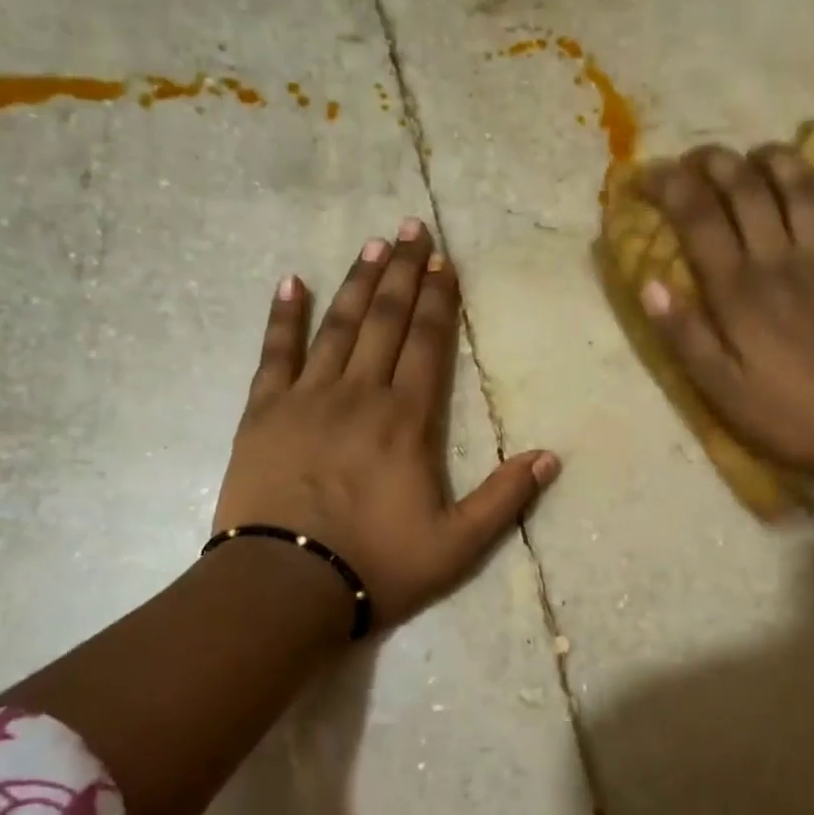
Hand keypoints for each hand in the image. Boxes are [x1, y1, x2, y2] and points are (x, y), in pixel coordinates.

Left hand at [215, 218, 558, 630]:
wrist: (284, 587)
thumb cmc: (377, 566)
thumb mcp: (457, 546)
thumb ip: (505, 498)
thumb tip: (551, 456)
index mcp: (407, 421)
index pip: (427, 344)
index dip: (437, 299)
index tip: (443, 261)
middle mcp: (359, 395)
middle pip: (385, 321)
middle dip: (401, 272)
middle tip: (410, 227)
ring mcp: (307, 399)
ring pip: (338, 327)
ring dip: (357, 283)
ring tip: (371, 245)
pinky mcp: (263, 413)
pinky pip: (274, 354)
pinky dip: (284, 317)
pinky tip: (292, 283)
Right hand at [638, 143, 813, 484]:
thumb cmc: (790, 415)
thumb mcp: (720, 389)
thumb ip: (685, 335)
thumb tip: (649, 284)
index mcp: (740, 290)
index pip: (699, 219)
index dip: (671, 186)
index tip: (649, 172)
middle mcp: (783, 261)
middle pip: (750, 190)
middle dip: (719, 162)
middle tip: (698, 156)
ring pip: (807, 191)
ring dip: (783, 161)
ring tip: (763, 153)